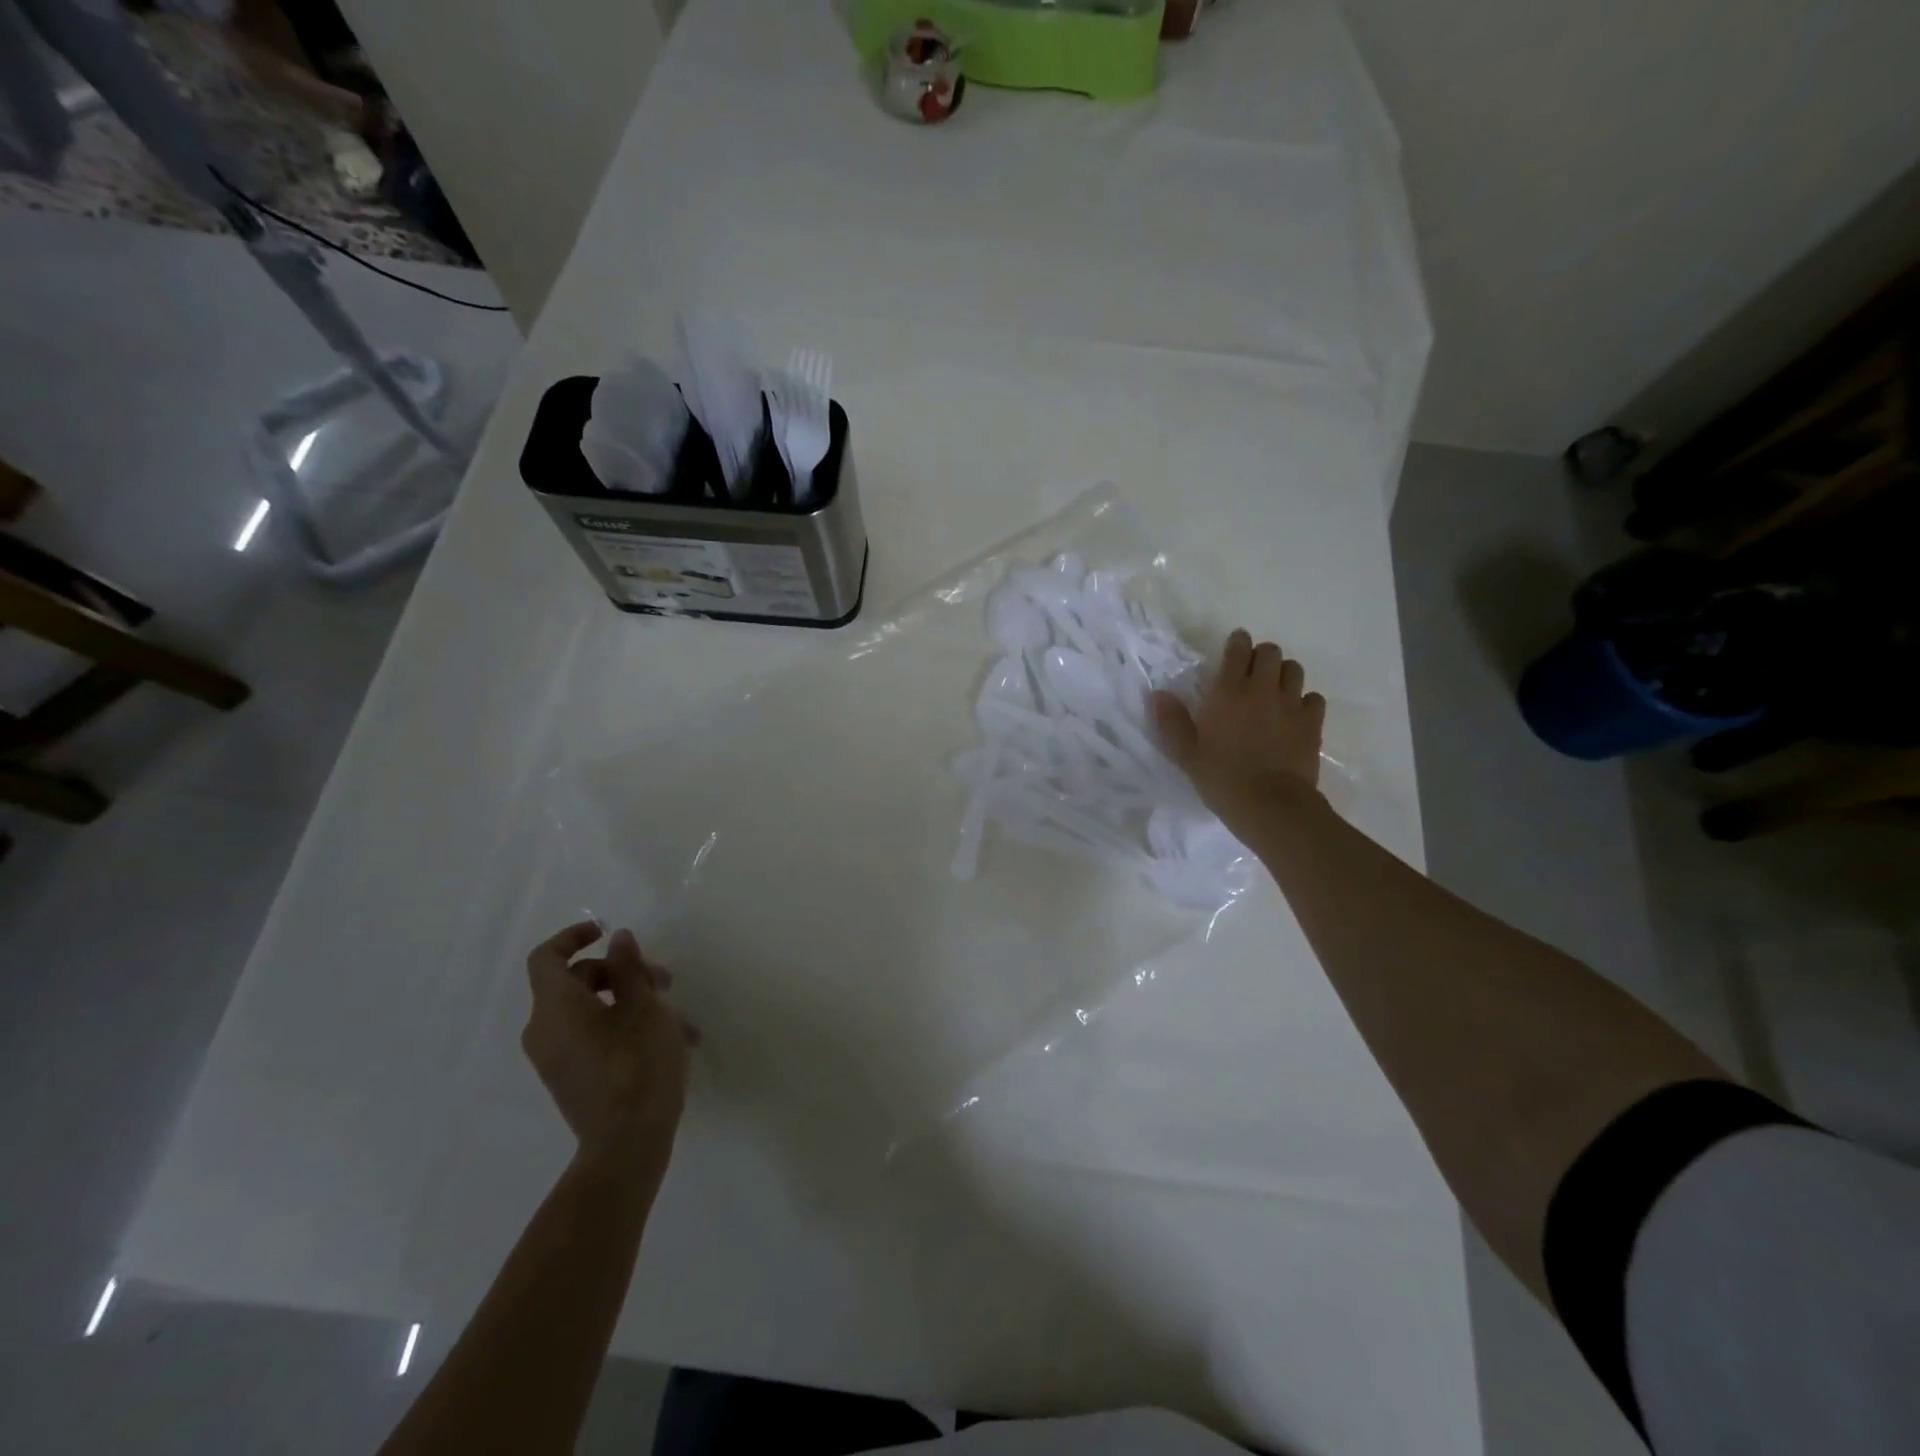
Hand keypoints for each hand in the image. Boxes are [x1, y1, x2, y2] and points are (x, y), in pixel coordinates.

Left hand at [522, 923, 696, 1172]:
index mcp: (555, 1008)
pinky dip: (624, 1027)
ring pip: (591, 1011)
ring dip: (633, 1002)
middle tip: (665, 979)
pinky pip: (593, 1038)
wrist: (627, 1145)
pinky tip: (671, 1041)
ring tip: (680, 1019)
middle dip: (622, 972)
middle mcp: (545, 1031)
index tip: (608, 932)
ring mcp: (556, 1059)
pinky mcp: (572, 1079)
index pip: (545, 957)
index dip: (573, 937)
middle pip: (576, 982)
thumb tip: (618, 939)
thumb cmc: (637, 1065)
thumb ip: (629, 968)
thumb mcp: (644, 1007)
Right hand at [1151, 629, 1326, 838]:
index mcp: (1229, 692)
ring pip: (1294, 670)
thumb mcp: (1187, 754)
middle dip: (1261, 656)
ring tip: (1273, 691)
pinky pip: (1313, 698)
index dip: (1237, 643)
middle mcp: (1263, 689)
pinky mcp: (1313, 723)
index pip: (1238, 649)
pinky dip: (1305, 700)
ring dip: (1283, 674)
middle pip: (1271, 652)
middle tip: (1251, 673)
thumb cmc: (1222, 779)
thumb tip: (1158, 694)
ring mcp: (1292, 705)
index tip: (1233, 648)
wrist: (1271, 806)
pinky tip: (1294, 715)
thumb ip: (1172, 722)